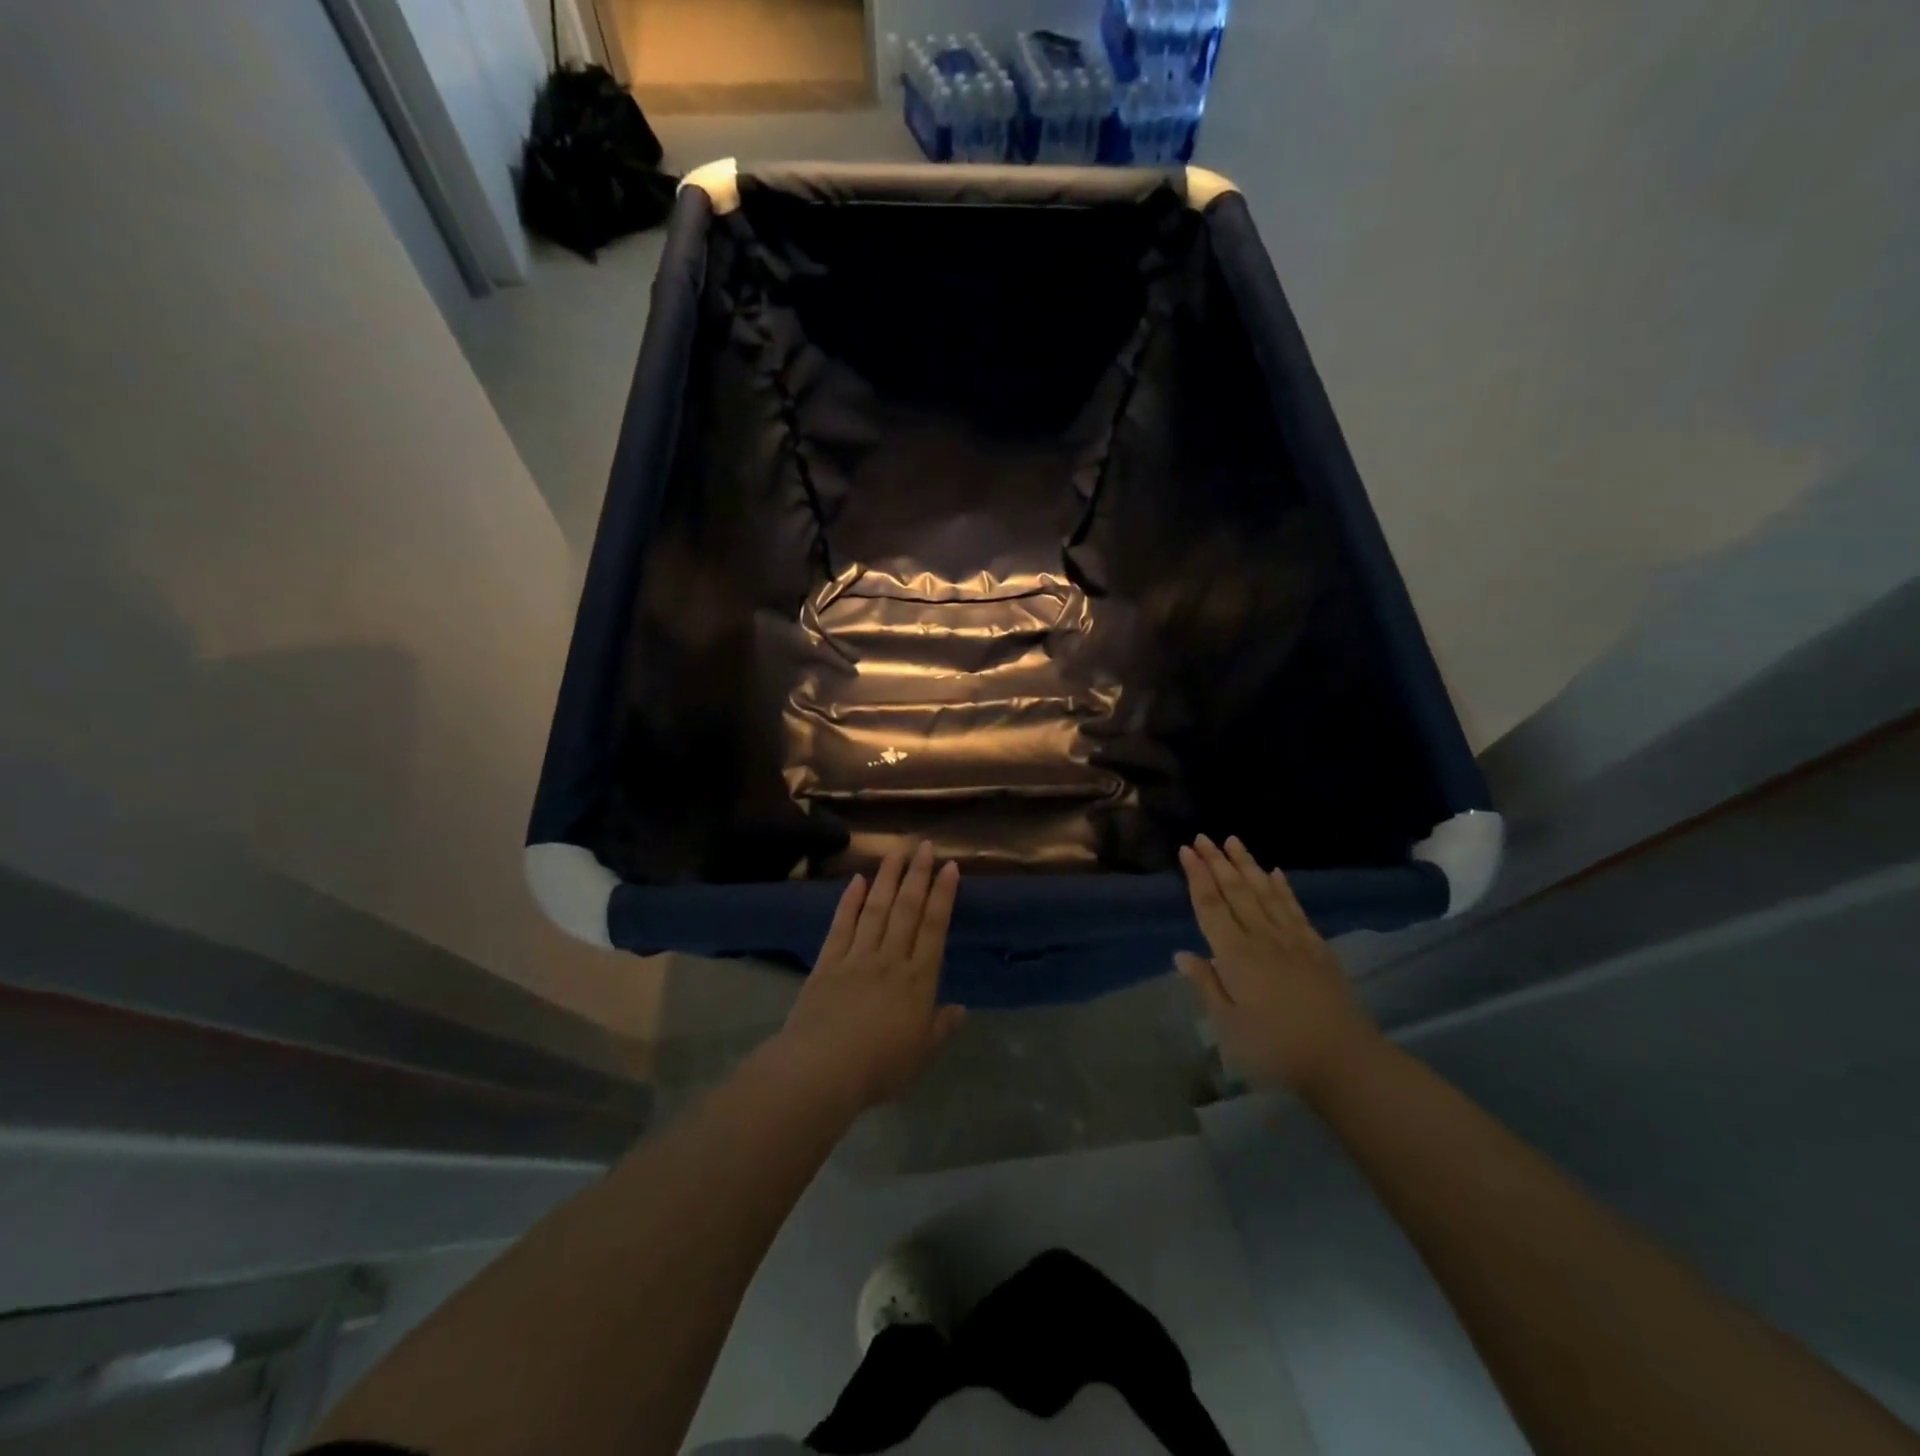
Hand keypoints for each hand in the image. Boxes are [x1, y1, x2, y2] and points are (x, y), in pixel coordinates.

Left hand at [770, 841, 965, 1114]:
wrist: (824, 1070)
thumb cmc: (880, 1067)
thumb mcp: (922, 1054)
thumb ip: (942, 1028)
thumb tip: (961, 1008)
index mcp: (918, 980)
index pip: (935, 927)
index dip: (943, 895)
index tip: (950, 867)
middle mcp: (891, 959)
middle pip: (907, 909)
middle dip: (918, 875)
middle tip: (925, 846)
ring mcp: (857, 957)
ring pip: (876, 908)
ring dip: (887, 878)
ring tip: (896, 852)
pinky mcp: (828, 962)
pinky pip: (842, 925)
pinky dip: (850, 901)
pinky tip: (856, 881)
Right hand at [1177, 835, 1381, 1097]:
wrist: (1342, 1059)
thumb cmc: (1275, 1047)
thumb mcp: (1228, 1025)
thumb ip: (1206, 985)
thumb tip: (1181, 954)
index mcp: (1235, 955)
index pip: (1210, 906)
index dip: (1197, 876)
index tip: (1186, 850)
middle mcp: (1261, 937)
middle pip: (1235, 891)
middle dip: (1217, 861)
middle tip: (1203, 836)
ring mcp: (1292, 939)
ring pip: (1264, 892)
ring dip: (1247, 864)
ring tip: (1234, 840)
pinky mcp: (1316, 946)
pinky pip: (1294, 908)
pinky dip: (1283, 887)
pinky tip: (1276, 872)